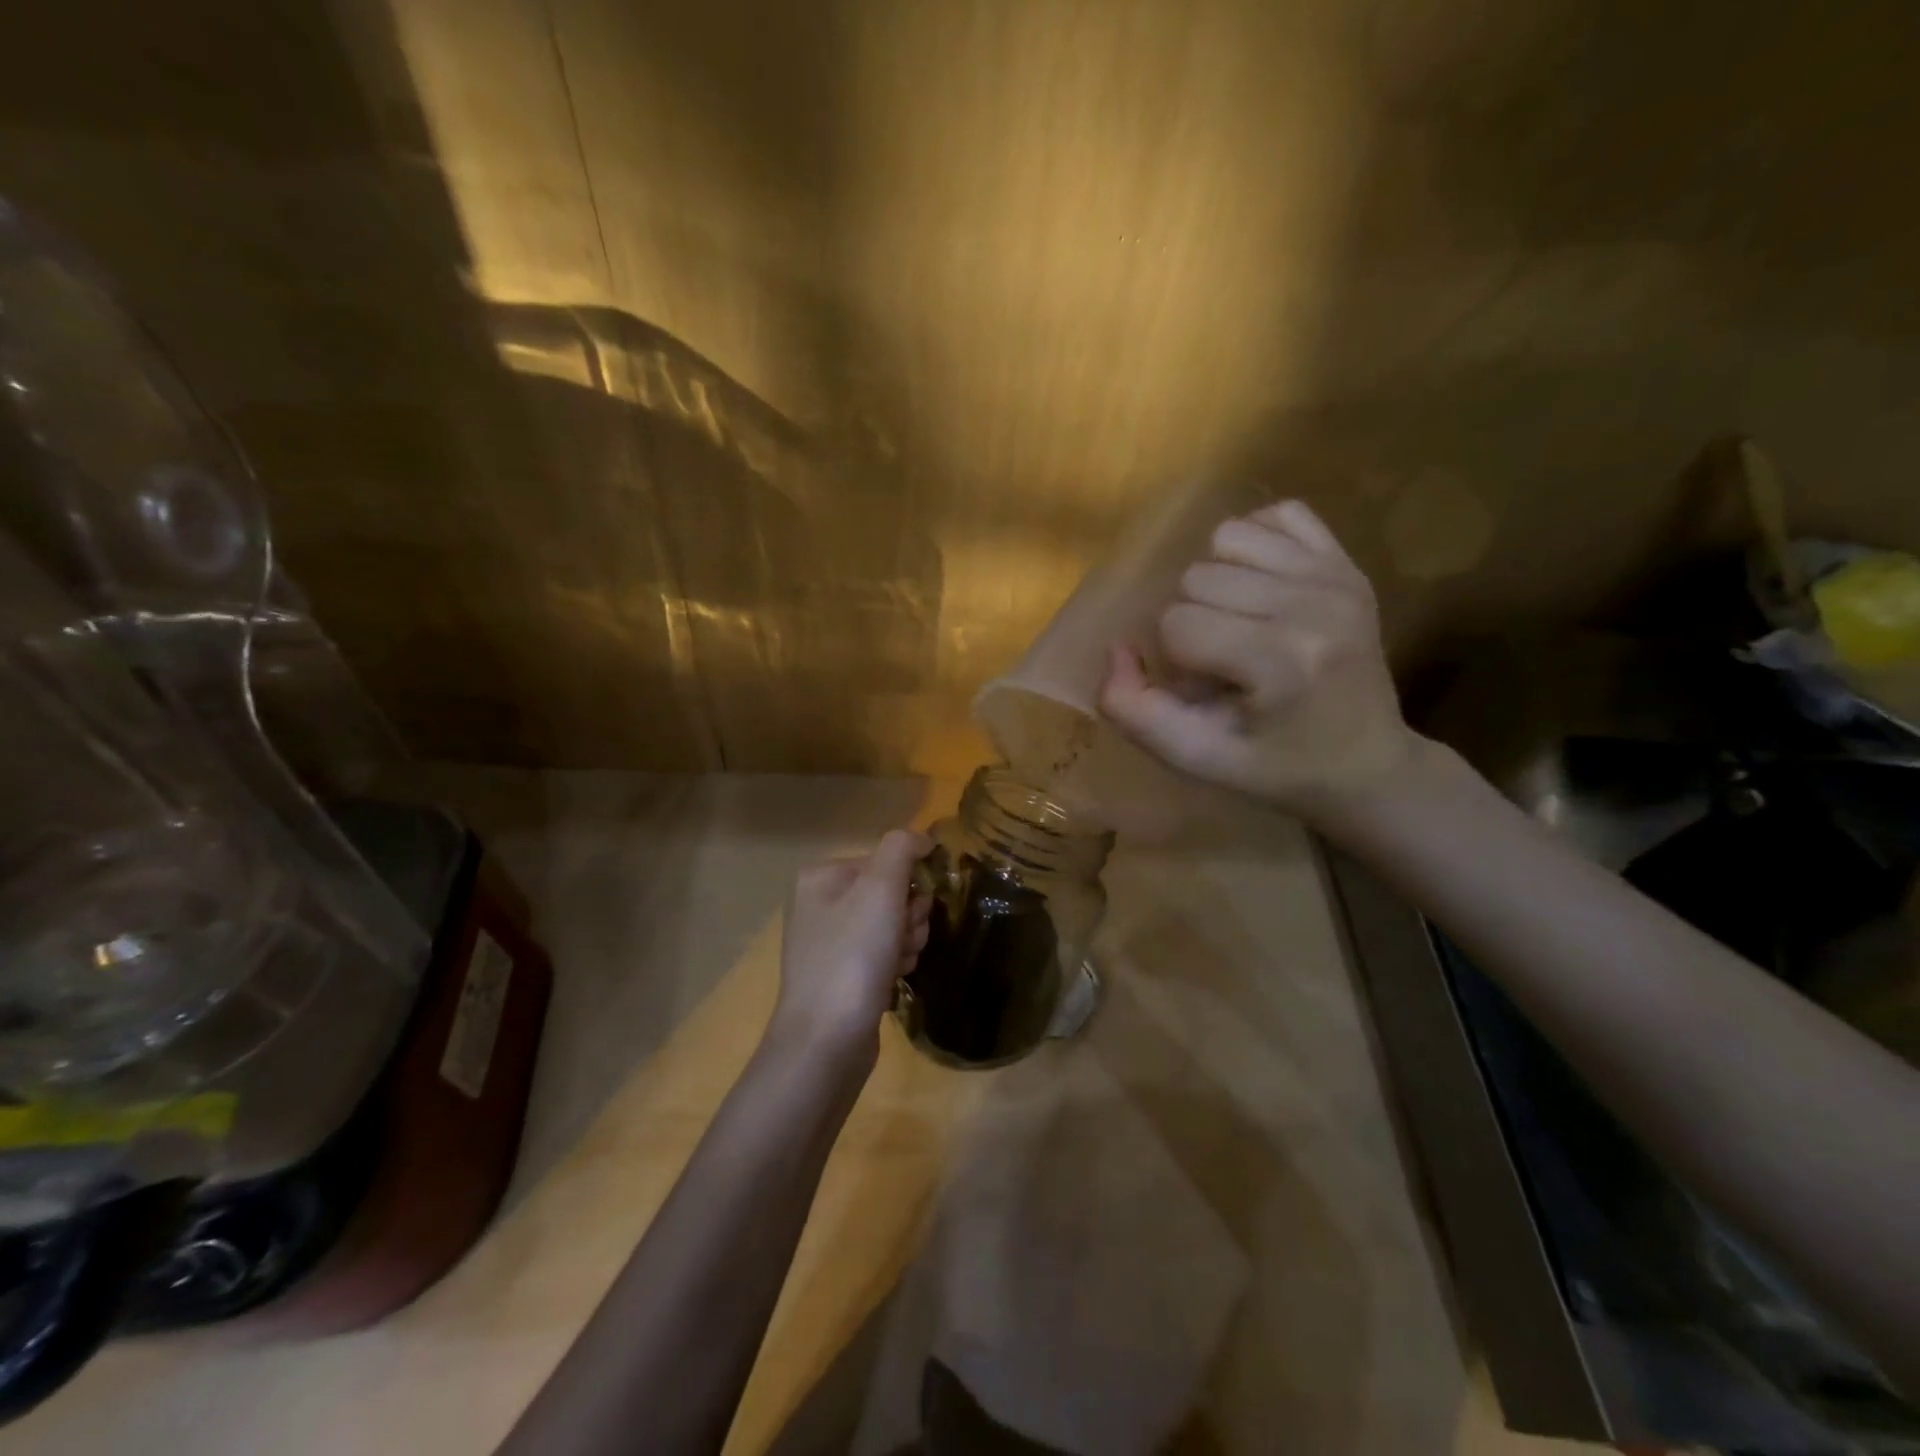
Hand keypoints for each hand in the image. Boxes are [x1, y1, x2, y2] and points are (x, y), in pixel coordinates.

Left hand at [768, 828, 932, 1068]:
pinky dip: (896, 963)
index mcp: (821, 877)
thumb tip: (921, 838)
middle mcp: (820, 904)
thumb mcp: (880, 889)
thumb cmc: (853, 957)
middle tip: (904, 940)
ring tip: (899, 964)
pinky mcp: (841, 975)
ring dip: (907, 940)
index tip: (912, 910)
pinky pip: (882, 953)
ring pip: (891, 924)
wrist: (826, 1041)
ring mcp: (829, 942)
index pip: (885, 861)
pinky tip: (893, 979)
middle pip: (889, 893)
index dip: (908, 884)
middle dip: (908, 916)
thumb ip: (901, 849)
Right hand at [1099, 499, 1416, 818]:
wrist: (1367, 763)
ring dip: (1216, 581)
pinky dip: (1255, 544)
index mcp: (1280, 661)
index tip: (1205, 691)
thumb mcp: (1195, 758)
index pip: (1176, 623)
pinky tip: (1259, 587)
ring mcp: (1336, 577)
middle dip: (1191, 621)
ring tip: (1236, 622)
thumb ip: (1135, 712)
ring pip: (1228, 537)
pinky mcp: (1348, 563)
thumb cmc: (1275, 768)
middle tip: (1220, 663)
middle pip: (1196, 576)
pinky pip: (1280, 514)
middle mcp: (1314, 605)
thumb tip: (1118, 649)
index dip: (1173, 660)